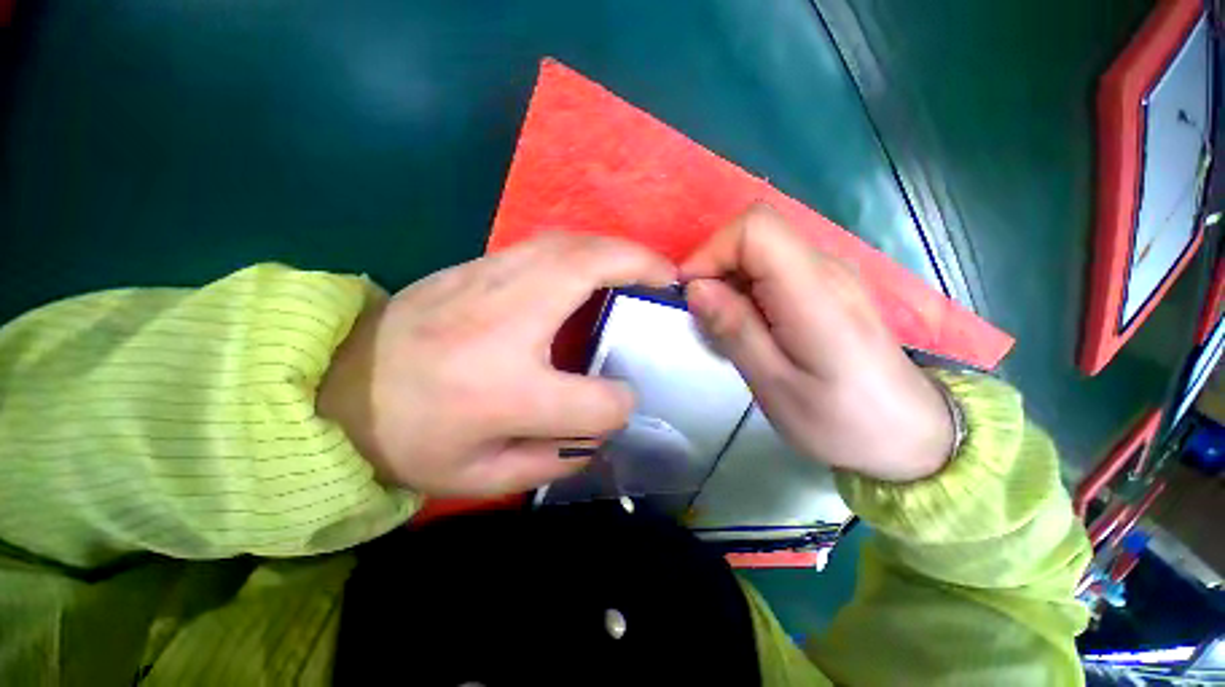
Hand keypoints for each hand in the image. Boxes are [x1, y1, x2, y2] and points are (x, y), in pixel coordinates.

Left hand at [318, 233, 675, 495]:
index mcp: (506, 392)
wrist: (334, 387)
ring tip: (641, 265)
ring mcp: (487, 282)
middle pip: (588, 272)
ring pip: (568, 244)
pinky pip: (543, 244)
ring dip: (614, 248)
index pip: (595, 401)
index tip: (619, 404)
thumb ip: (552, 459)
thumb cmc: (407, 439)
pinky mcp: (475, 266)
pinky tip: (594, 262)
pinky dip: (583, 247)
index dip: (618, 406)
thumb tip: (599, 434)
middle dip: (640, 266)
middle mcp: (504, 324)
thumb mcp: (480, 477)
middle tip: (669, 276)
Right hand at [680, 203, 953, 482]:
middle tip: (707, 320)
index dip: (711, 251)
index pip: (754, 229)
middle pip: (755, 235)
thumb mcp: (774, 385)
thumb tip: (696, 288)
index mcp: (815, 292)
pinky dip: (747, 291)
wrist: (910, 435)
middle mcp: (826, 269)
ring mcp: (830, 275)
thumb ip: (734, 330)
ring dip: (729, 283)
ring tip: (728, 330)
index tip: (690, 294)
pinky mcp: (827, 288)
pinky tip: (752, 329)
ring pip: (761, 252)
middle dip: (716, 269)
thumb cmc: (841, 420)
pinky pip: (773, 270)